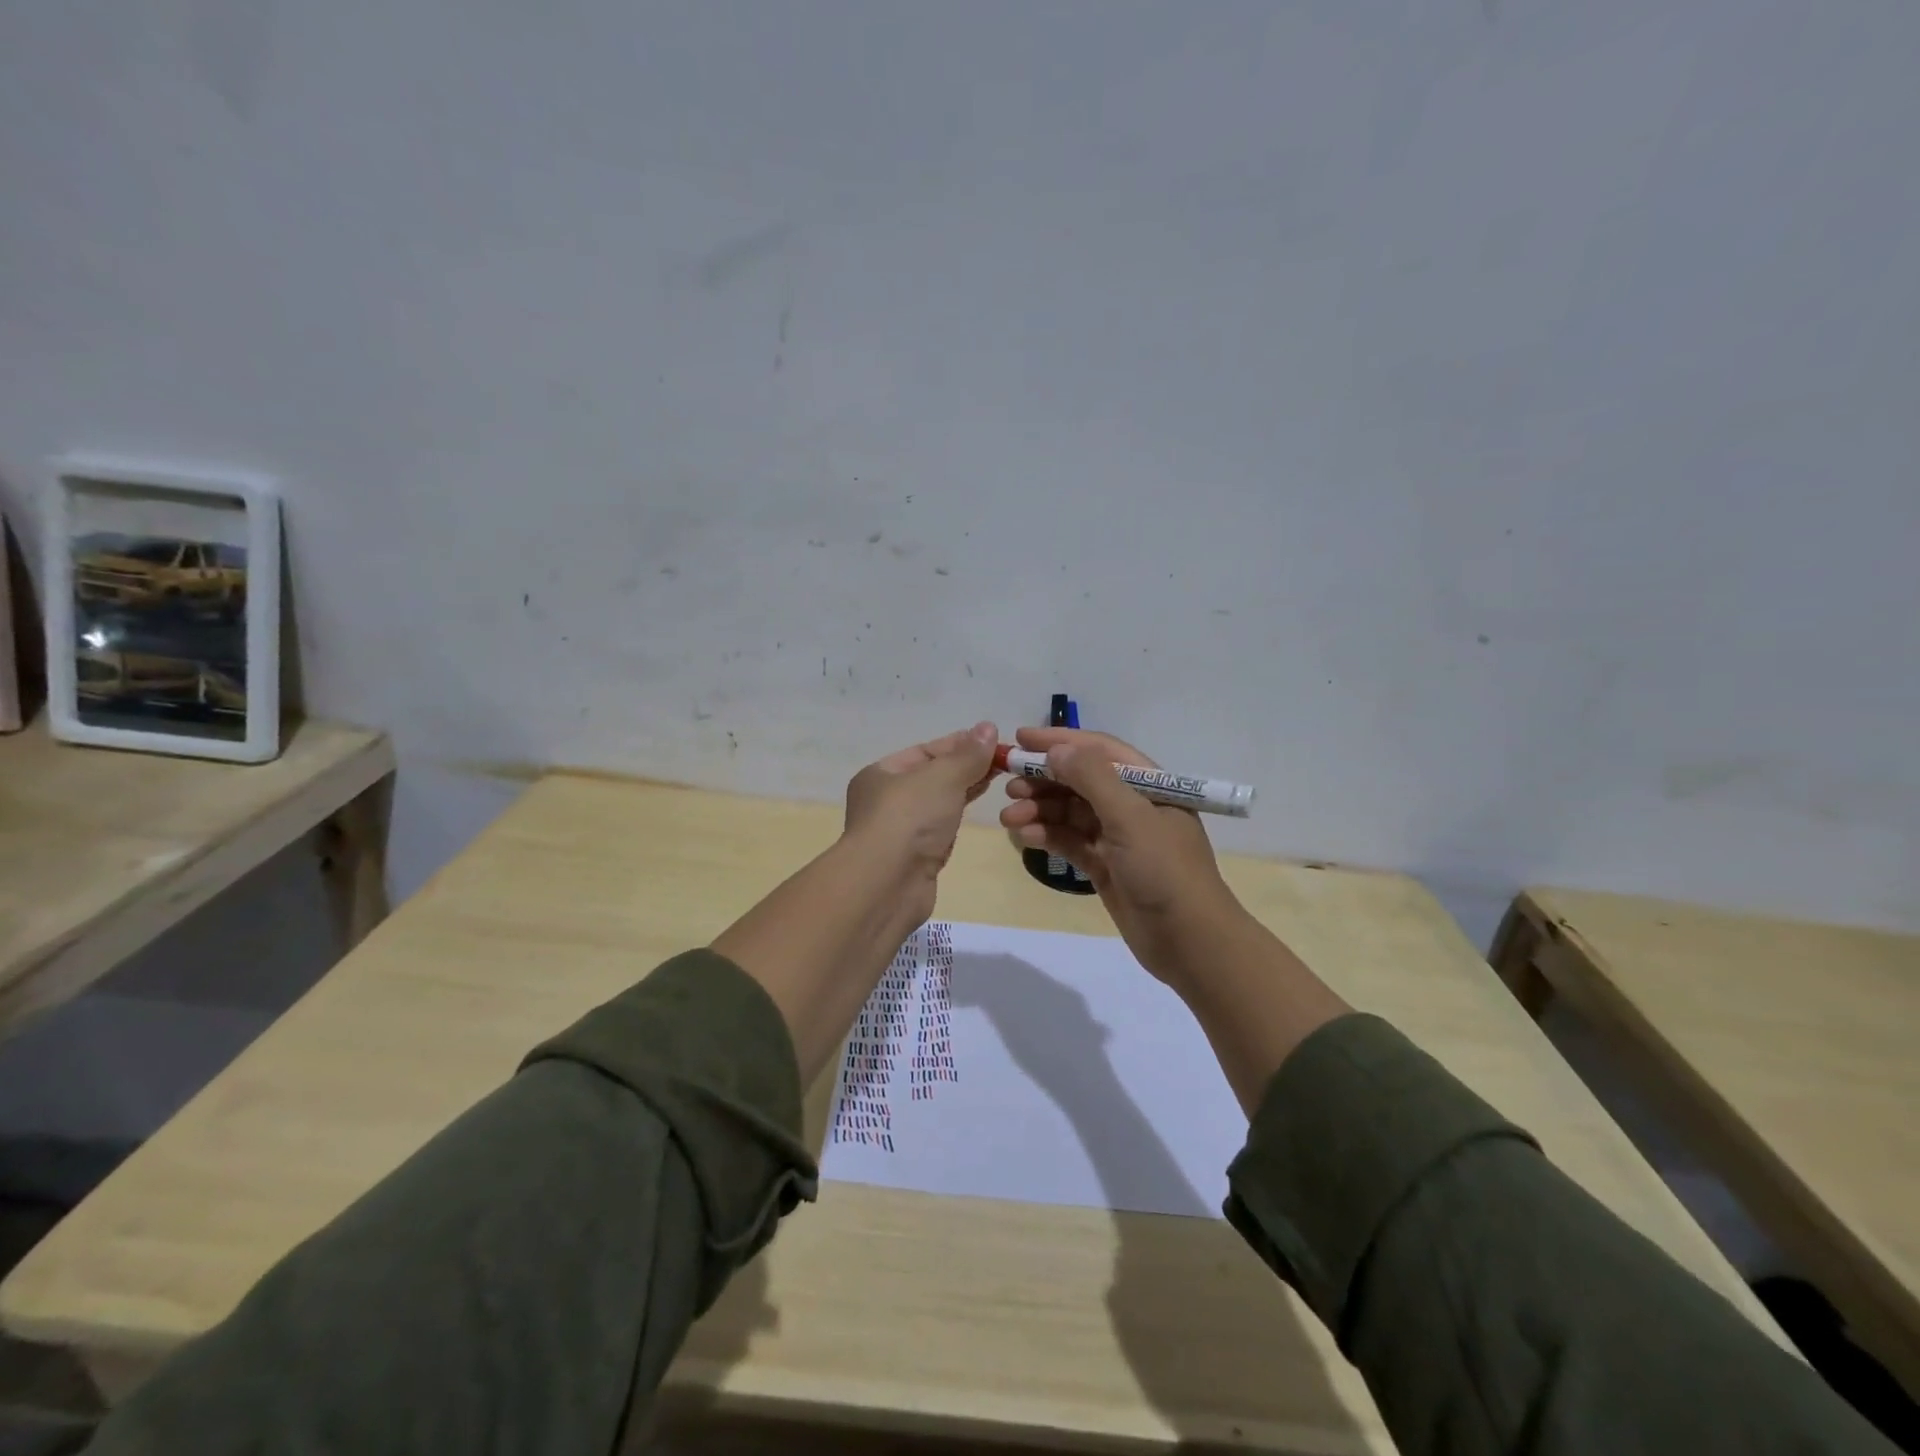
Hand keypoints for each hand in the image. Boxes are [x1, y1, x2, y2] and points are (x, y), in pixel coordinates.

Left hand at [843, 721, 999, 918]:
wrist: (887, 884)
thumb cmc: (909, 818)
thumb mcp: (942, 776)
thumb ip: (968, 754)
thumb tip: (988, 727)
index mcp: (881, 774)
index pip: (925, 751)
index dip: (959, 743)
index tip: (993, 740)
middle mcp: (885, 800)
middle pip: (931, 776)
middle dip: (965, 766)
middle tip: (1003, 759)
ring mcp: (899, 831)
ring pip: (937, 803)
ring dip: (964, 790)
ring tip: (998, 778)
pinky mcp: (915, 858)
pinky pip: (940, 828)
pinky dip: (957, 815)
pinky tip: (976, 809)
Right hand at [998, 726, 1246, 982]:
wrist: (1190, 942)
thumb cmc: (1165, 871)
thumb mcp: (1130, 817)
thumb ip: (1092, 779)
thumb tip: (1056, 750)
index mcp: (1149, 784)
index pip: (1099, 750)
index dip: (1060, 741)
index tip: (1019, 738)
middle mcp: (1132, 805)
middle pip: (1080, 781)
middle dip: (1043, 779)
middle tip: (1008, 784)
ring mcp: (1118, 838)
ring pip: (1070, 812)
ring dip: (1040, 810)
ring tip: (1008, 817)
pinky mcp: (1105, 866)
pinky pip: (1070, 841)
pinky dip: (1048, 836)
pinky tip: (1025, 836)